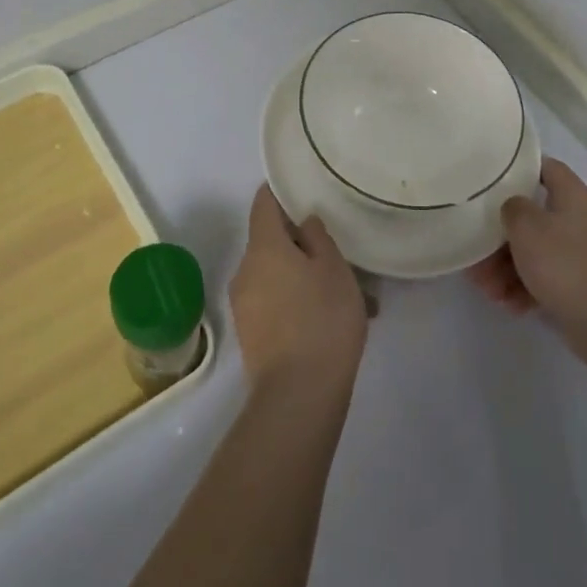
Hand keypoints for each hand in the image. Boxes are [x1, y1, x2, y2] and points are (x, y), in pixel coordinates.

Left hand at [232, 185, 368, 398]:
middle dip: (300, 243)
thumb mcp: (334, 269)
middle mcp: (245, 269)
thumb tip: (303, 223)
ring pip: (275, 275)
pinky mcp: (250, 333)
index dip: (280, 192)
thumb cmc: (322, 319)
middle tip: (336, 252)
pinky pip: (273, 302)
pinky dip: (296, 301)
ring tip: (343, 293)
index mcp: (263, 246)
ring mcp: (243, 304)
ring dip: (302, 276)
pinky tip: (329, 319)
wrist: (298, 395)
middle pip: (270, 241)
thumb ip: (318, 237)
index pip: (263, 203)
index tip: (303, 190)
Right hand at [470, 158, 586, 330]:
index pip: (546, 167)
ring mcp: (583, 254)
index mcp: (573, 196)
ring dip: (507, 268)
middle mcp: (581, 219)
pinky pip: (546, 277)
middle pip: (533, 217)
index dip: (519, 169)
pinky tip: (510, 304)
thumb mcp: (526, 226)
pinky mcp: (582, 284)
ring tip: (488, 290)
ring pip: (536, 251)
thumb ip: (512, 207)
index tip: (491, 181)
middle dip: (501, 237)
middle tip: (478, 254)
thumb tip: (514, 207)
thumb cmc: (562, 263)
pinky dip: (526, 287)